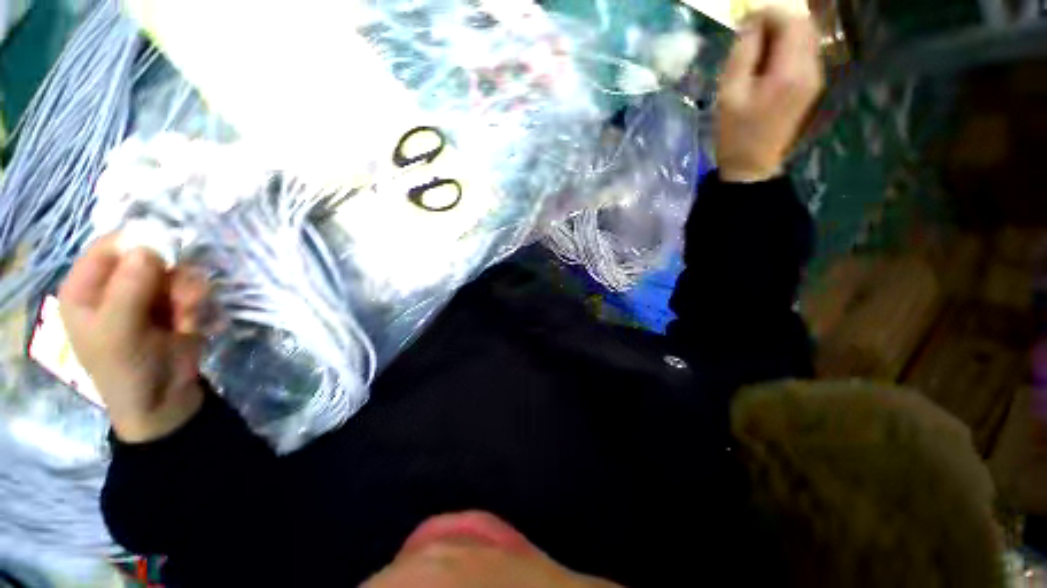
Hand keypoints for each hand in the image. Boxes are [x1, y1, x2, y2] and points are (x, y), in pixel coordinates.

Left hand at [59, 235, 208, 442]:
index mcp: (87, 287)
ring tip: (187, 315)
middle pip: (148, 255)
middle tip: (181, 294)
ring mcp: (147, 294)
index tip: (166, 251)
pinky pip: (192, 288)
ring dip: (188, 291)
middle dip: (170, 274)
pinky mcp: (175, 304)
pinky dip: (197, 303)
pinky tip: (193, 322)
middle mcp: (116, 285)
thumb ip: (128, 289)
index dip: (136, 242)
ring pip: (176, 271)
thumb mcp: (119, 332)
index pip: (108, 247)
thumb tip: (148, 247)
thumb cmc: (125, 369)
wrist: (163, 399)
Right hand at [717, 9, 823, 182]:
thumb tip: (753, 22)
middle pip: (803, 25)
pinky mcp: (811, 84)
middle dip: (778, 19)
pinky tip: (768, 60)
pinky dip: (788, 46)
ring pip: (806, 36)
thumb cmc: (735, 133)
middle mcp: (811, 68)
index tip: (746, 19)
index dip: (769, 12)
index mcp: (790, 71)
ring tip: (756, 46)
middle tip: (750, 31)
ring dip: (783, 32)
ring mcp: (815, 77)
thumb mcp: (729, 93)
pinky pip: (804, 51)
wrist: (752, 165)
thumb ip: (743, 53)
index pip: (791, 21)